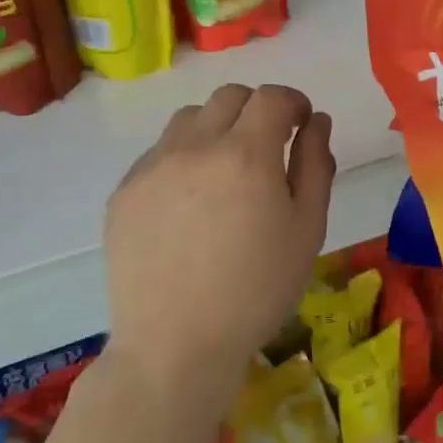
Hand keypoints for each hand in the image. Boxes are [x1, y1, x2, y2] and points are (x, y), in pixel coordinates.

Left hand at [104, 84, 334, 398]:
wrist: (175, 345)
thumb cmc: (257, 290)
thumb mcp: (307, 230)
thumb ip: (315, 165)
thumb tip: (317, 122)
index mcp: (246, 154)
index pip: (272, 97)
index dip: (294, 103)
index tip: (302, 125)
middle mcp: (195, 146)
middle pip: (229, 96)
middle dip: (257, 109)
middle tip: (270, 146)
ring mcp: (152, 167)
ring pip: (189, 118)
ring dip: (217, 127)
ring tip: (226, 171)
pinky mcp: (124, 191)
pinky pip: (159, 152)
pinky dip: (183, 158)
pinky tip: (190, 203)